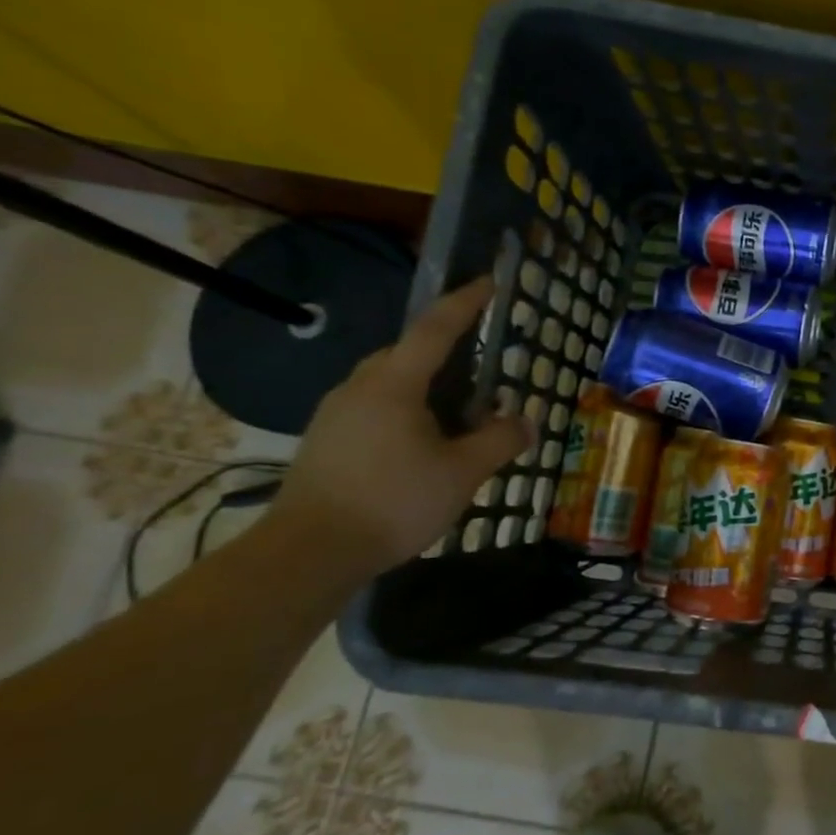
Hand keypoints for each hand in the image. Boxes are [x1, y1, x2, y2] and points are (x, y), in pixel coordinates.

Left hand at [264, 278, 531, 581]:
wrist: (308, 553)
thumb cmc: (393, 502)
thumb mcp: (463, 472)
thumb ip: (500, 440)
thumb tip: (526, 422)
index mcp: (394, 385)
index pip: (435, 329)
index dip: (465, 303)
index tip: (489, 281)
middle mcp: (360, 388)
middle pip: (408, 353)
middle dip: (446, 351)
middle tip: (483, 369)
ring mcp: (336, 414)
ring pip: (389, 382)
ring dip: (427, 385)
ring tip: (459, 413)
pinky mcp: (326, 440)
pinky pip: (375, 406)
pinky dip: (406, 409)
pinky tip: (423, 442)